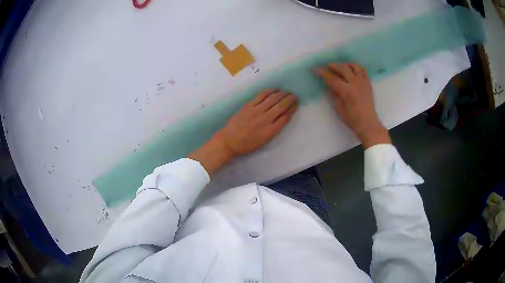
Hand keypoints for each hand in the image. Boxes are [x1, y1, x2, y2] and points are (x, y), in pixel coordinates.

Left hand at [189, 89, 298, 175]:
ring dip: (281, 94)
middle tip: (294, 95)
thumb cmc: (247, 144)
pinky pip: (261, 96)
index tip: (296, 103)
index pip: (286, 117)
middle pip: (281, 106)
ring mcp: (256, 111)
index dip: (293, 108)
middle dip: (290, 99)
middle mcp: (266, 119)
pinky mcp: (249, 106)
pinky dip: (269, 91)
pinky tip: (274, 89)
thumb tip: (282, 118)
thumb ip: (274, 130)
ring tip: (286, 91)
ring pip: (272, 99)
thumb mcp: (264, 141)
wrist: (229, 140)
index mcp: (271, 131)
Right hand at [316, 63, 390, 148]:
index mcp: (347, 91)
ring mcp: (363, 82)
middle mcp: (355, 84)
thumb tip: (329, 85)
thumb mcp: (338, 109)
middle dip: (334, 66)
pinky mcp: (368, 83)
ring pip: (354, 66)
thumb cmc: (352, 119)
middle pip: (343, 68)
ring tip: (341, 68)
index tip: (316, 69)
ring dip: (345, 65)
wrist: (368, 123)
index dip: (323, 73)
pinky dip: (356, 68)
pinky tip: (351, 71)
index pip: (332, 79)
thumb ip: (334, 95)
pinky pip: (362, 70)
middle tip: (328, 67)